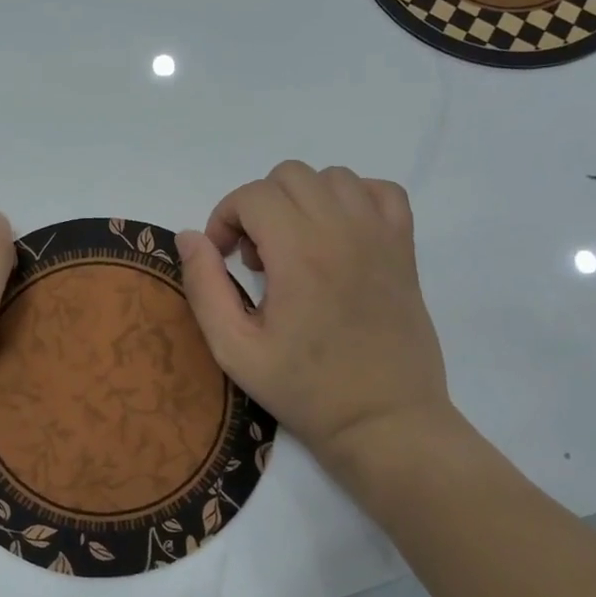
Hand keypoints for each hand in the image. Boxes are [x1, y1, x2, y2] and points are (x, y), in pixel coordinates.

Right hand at [175, 162, 454, 472]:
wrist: (384, 420)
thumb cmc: (305, 389)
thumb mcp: (234, 349)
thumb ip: (204, 287)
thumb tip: (190, 235)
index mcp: (300, 253)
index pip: (252, 195)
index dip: (225, 218)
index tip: (225, 259)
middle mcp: (343, 230)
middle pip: (288, 176)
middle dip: (259, 207)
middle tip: (258, 258)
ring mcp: (380, 235)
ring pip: (332, 177)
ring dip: (302, 201)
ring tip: (296, 247)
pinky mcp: (404, 248)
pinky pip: (380, 191)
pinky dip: (353, 199)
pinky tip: (338, 234)